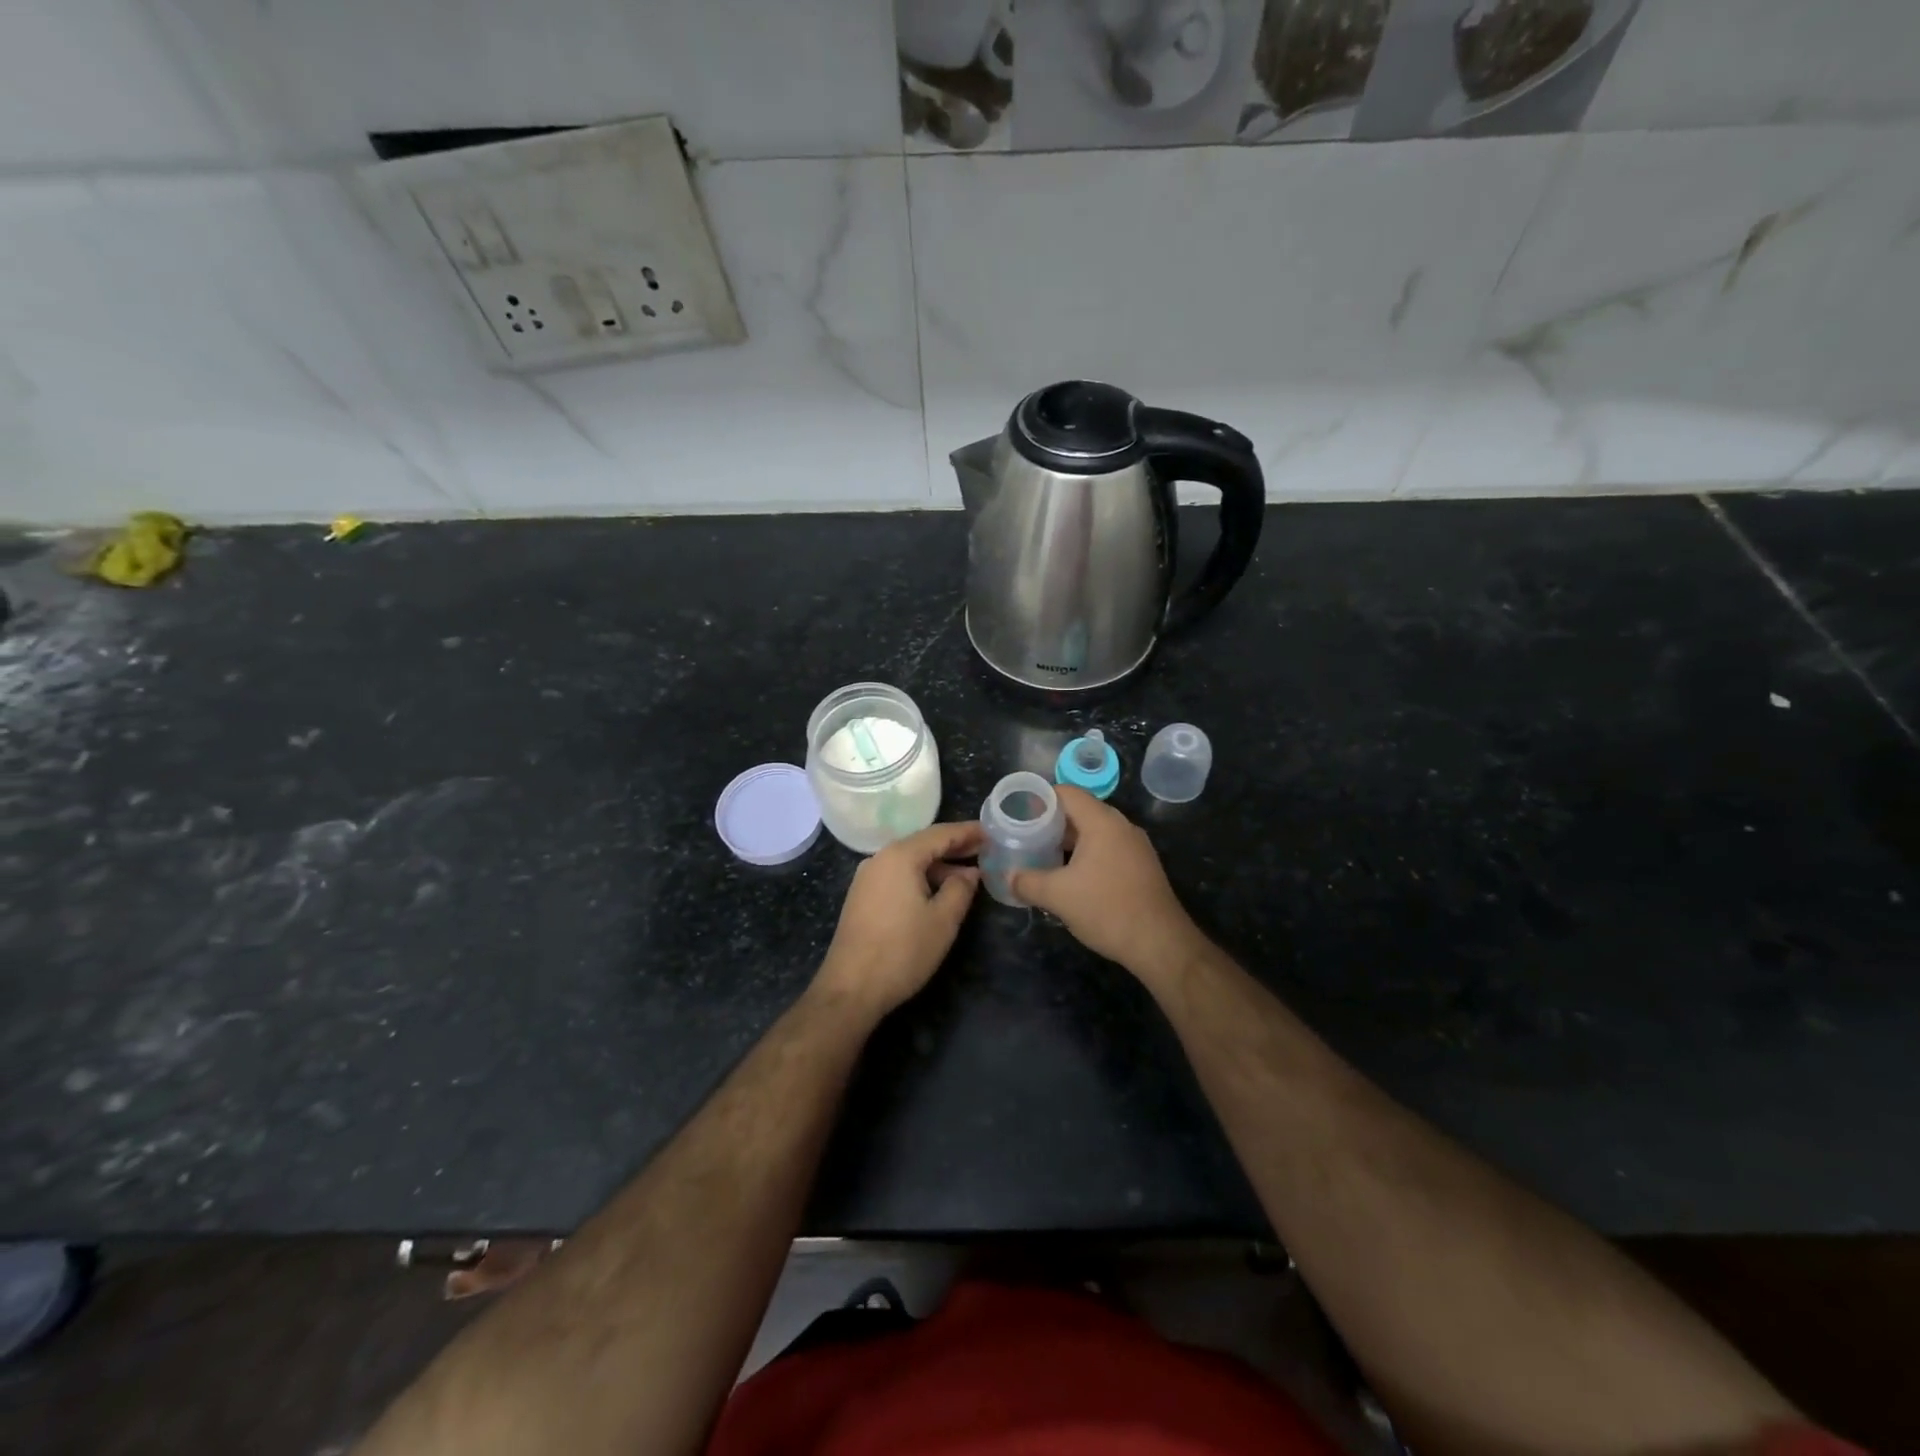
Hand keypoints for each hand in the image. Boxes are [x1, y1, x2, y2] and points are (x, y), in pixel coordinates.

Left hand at [813, 820, 983, 1016]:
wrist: (850, 988)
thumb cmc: (903, 950)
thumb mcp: (943, 920)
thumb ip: (961, 889)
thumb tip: (970, 873)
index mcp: (900, 856)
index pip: (940, 834)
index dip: (968, 832)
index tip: (992, 832)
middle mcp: (880, 859)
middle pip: (923, 844)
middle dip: (954, 847)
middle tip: (986, 850)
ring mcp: (867, 878)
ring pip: (910, 862)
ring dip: (939, 866)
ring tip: (968, 876)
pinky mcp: (862, 897)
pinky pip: (897, 876)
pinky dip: (921, 878)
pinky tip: (937, 893)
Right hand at [1010, 787, 1207, 981]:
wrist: (1160, 943)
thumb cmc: (1107, 909)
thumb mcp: (1058, 896)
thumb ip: (1027, 882)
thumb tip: (1008, 877)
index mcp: (1102, 822)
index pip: (1066, 793)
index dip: (1039, 798)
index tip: (1018, 814)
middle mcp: (1122, 826)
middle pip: (1081, 811)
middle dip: (1051, 822)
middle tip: (1026, 836)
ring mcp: (1135, 846)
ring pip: (1095, 832)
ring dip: (1069, 841)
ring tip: (1043, 856)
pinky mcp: (1141, 866)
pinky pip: (1108, 848)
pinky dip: (1086, 855)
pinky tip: (1071, 876)